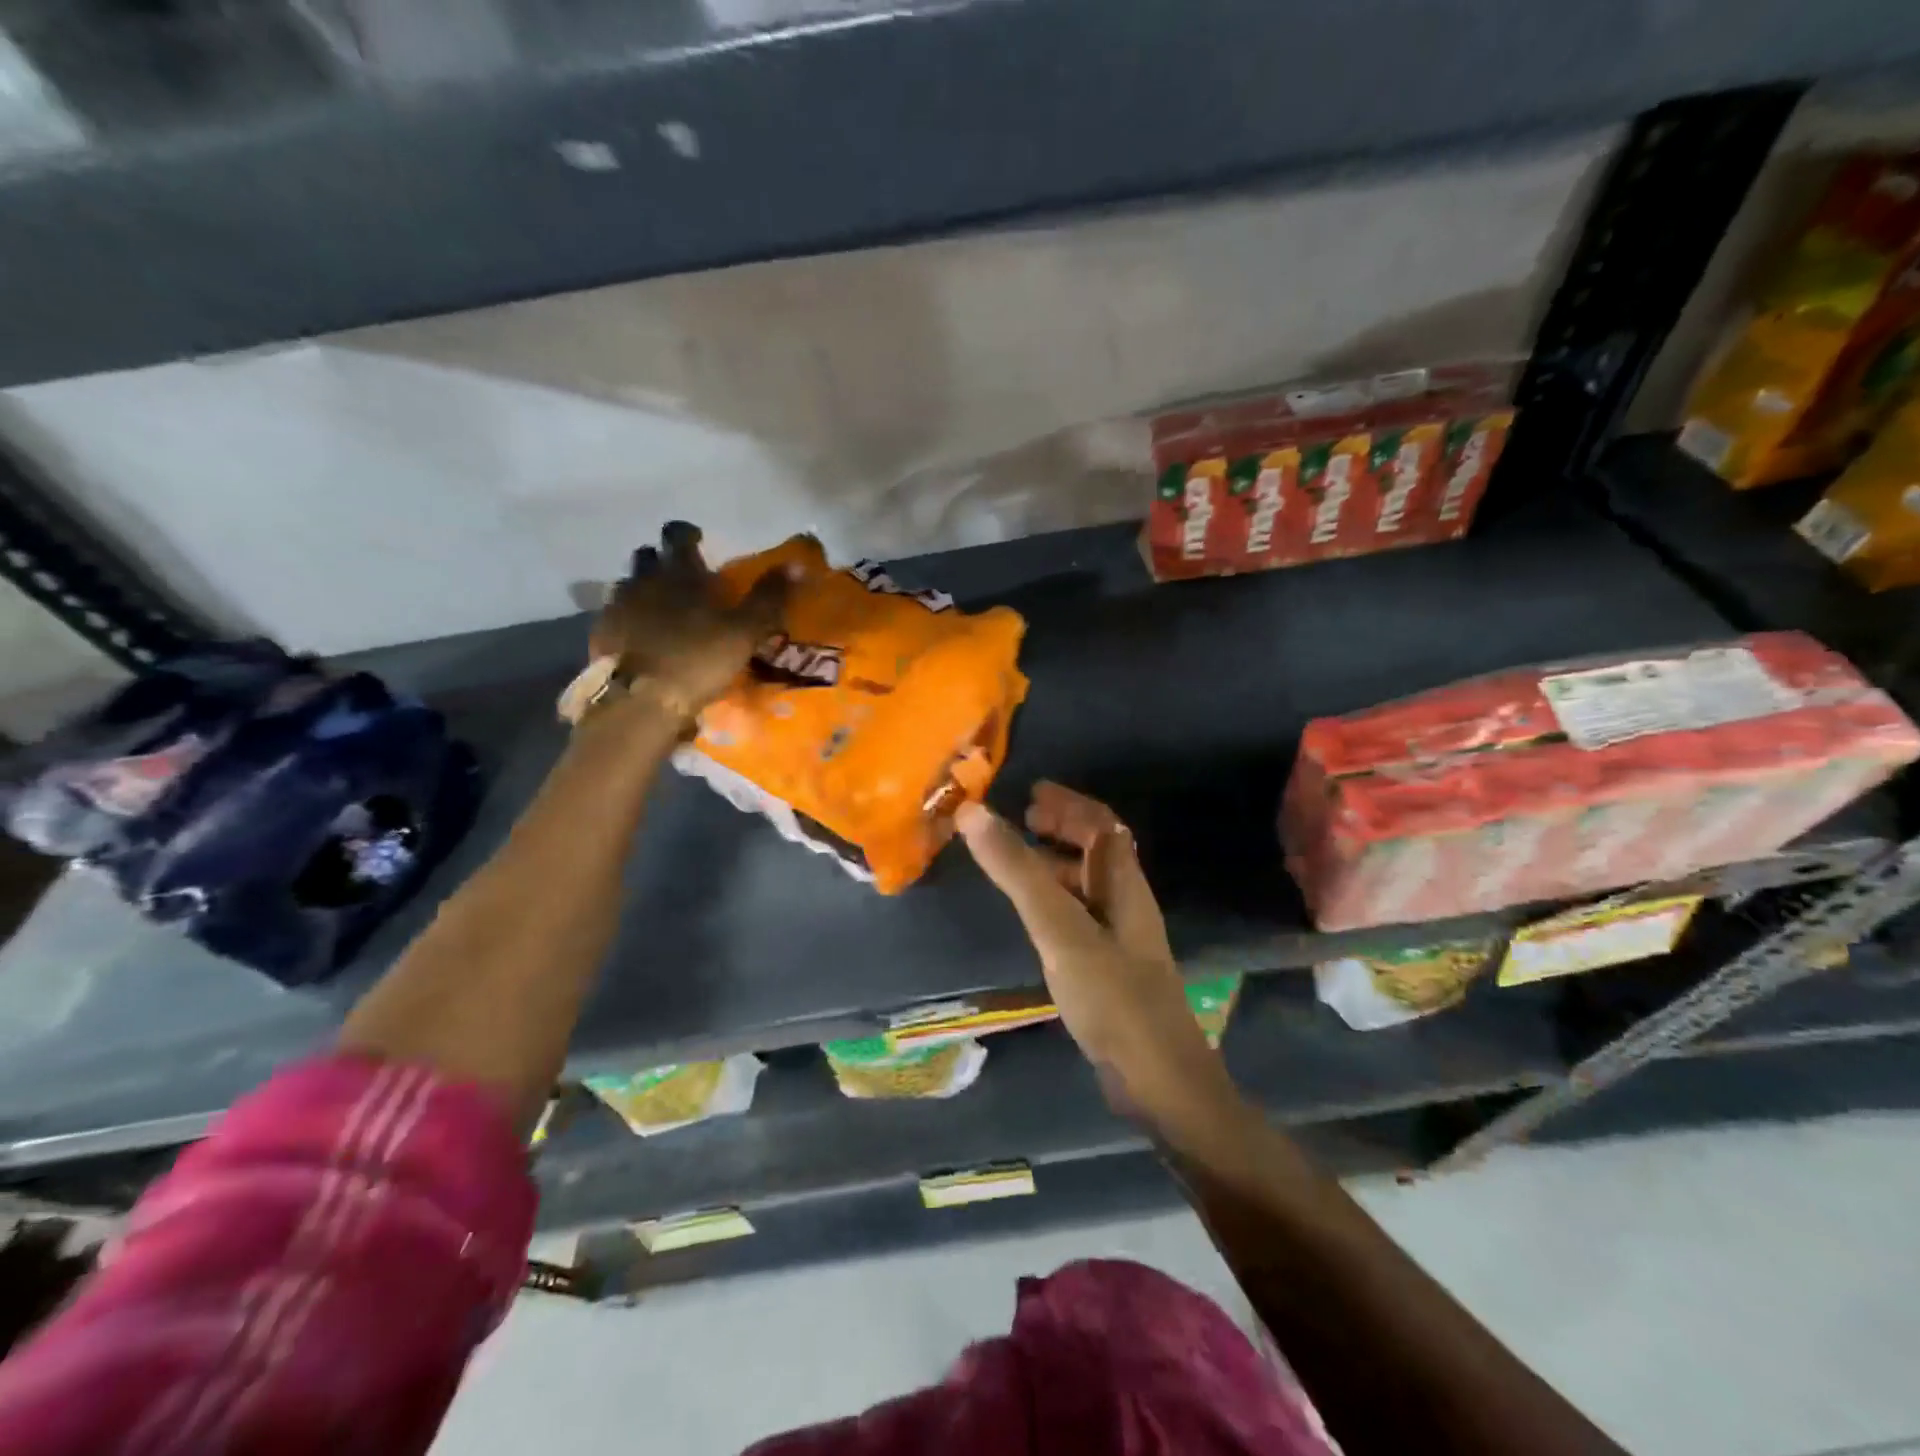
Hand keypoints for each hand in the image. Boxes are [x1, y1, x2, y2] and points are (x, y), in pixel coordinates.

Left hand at [581, 521, 791, 724]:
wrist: (642, 702)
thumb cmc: (698, 659)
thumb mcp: (745, 631)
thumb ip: (768, 597)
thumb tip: (796, 564)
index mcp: (679, 573)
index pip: (678, 536)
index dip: (688, 535)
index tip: (699, 541)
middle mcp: (643, 580)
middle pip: (648, 556)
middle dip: (662, 561)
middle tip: (682, 579)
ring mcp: (617, 607)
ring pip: (629, 585)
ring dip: (644, 590)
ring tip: (662, 610)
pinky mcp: (601, 634)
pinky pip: (615, 616)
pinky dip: (629, 619)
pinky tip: (641, 638)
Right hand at [955, 783, 1246, 1146]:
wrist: (1159, 1080)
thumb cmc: (1112, 995)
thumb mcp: (1059, 928)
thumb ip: (1018, 871)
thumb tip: (973, 811)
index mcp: (1124, 884)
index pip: (1102, 824)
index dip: (1069, 803)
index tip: (1031, 793)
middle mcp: (1127, 903)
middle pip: (1098, 850)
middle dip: (1062, 828)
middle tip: (1021, 821)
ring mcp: (1122, 938)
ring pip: (1088, 884)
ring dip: (1056, 864)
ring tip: (1017, 863)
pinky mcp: (1112, 969)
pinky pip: (1080, 915)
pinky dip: (1055, 901)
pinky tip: (1034, 919)